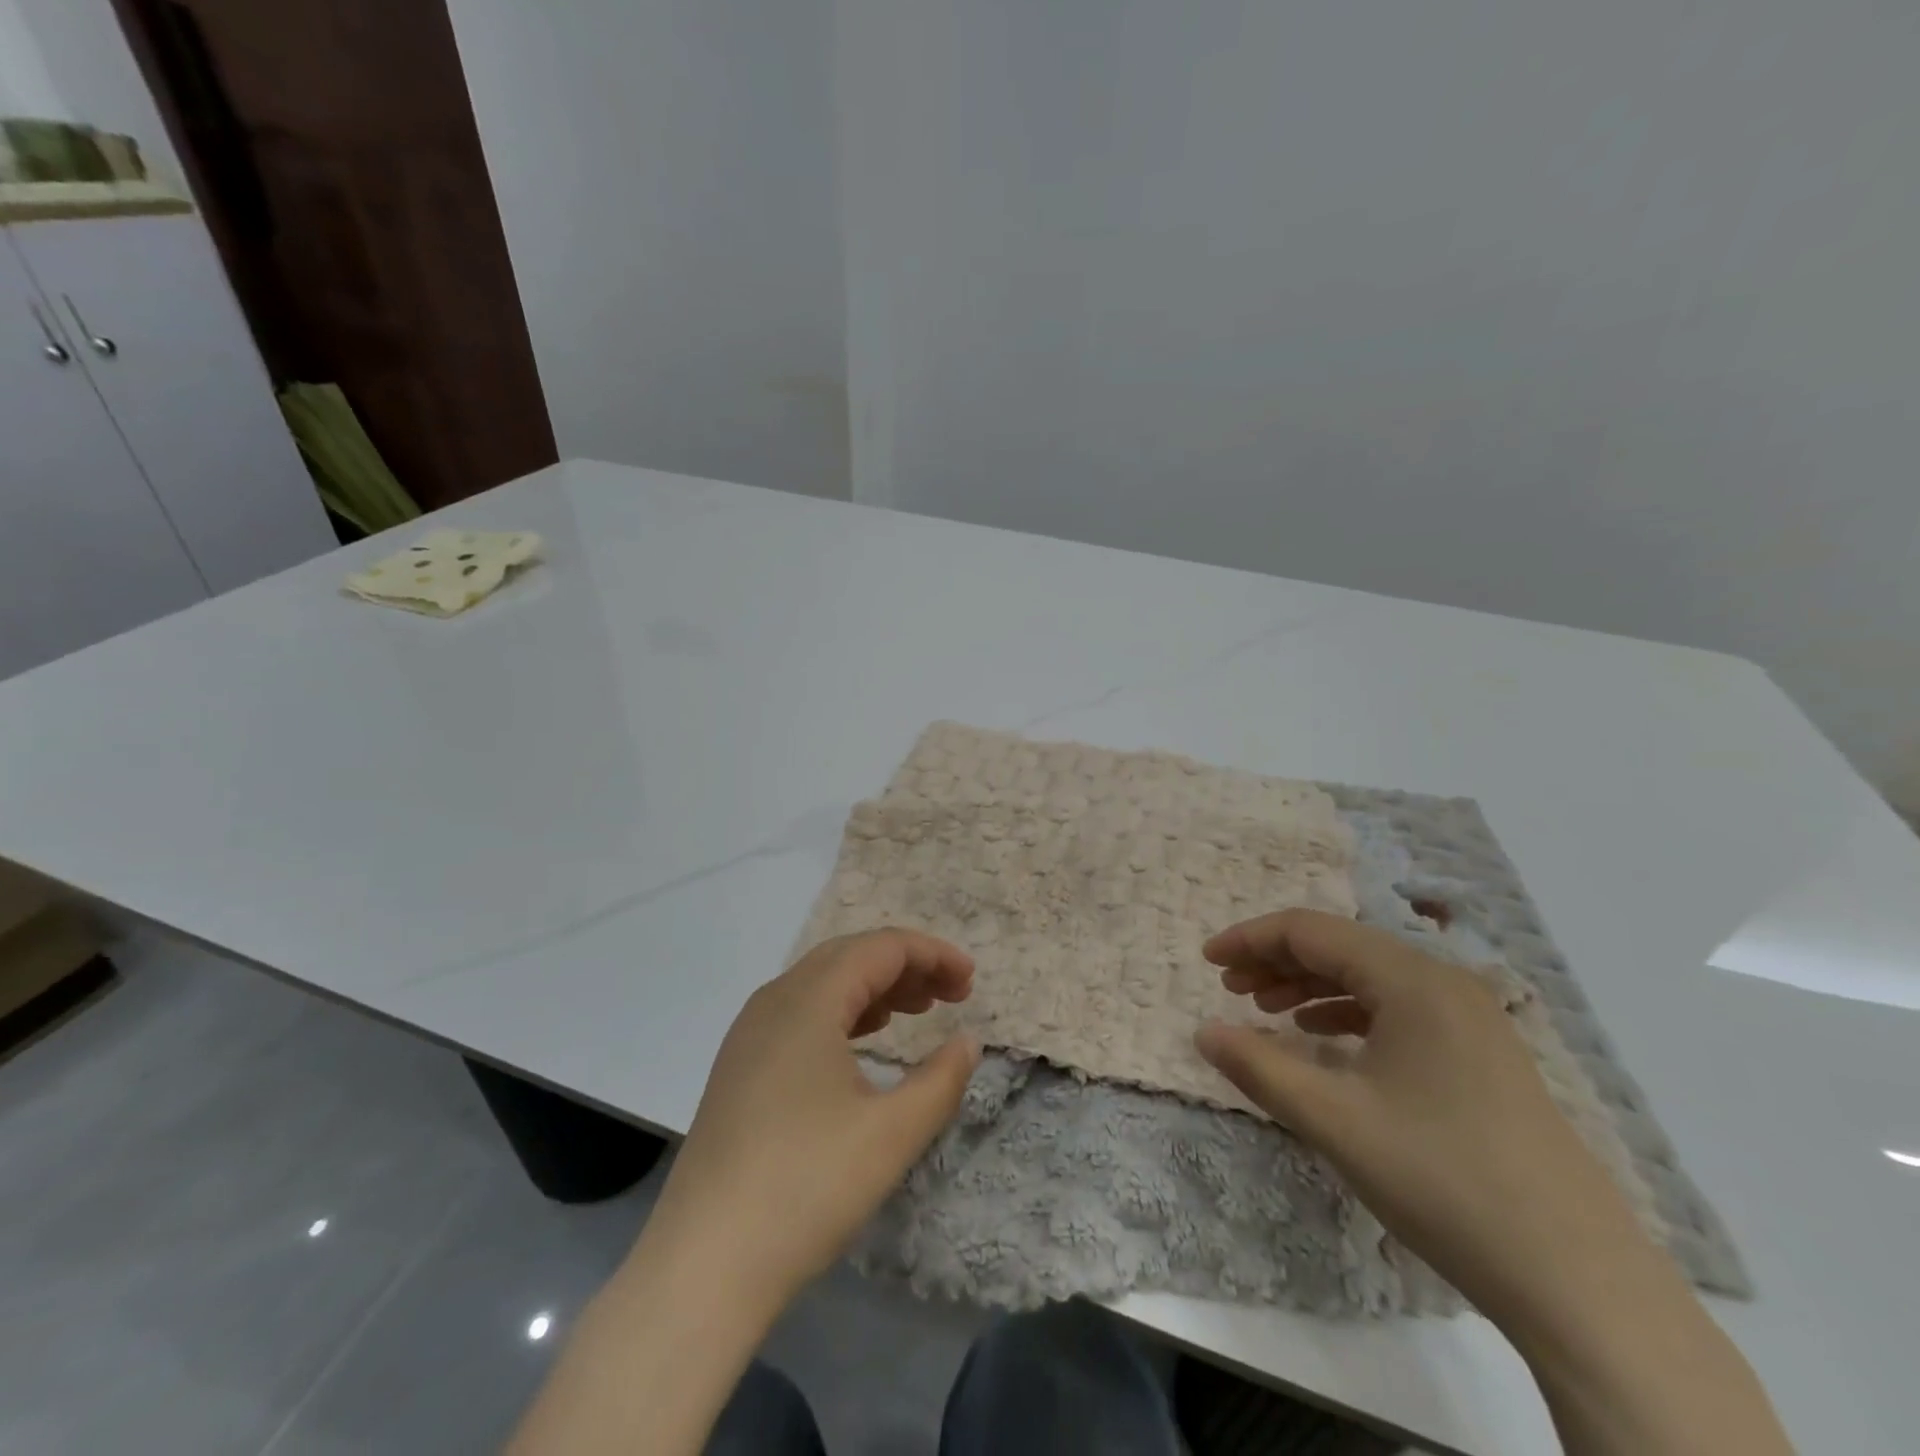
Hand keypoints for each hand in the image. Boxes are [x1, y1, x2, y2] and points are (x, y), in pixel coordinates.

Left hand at [648, 929, 979, 1306]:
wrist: (703, 1267)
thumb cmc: (807, 1188)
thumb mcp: (892, 1134)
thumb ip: (942, 1079)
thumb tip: (968, 1042)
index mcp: (808, 1000)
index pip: (880, 948)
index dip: (932, 954)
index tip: (970, 981)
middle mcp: (774, 1001)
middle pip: (850, 956)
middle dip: (906, 966)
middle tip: (952, 995)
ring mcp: (750, 1034)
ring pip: (823, 983)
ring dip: (875, 987)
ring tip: (918, 1011)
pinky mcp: (739, 1066)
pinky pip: (801, 1013)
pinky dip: (844, 1012)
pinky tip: (864, 1040)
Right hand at [1193, 909, 1649, 1328]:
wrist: (1580, 1282)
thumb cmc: (1442, 1180)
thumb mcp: (1334, 1121)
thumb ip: (1258, 1067)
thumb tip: (1204, 1032)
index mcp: (1412, 980)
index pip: (1312, 931)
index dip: (1251, 939)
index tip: (1206, 961)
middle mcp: (1444, 983)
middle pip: (1341, 948)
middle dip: (1277, 962)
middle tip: (1230, 990)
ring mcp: (1471, 1020)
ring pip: (1370, 979)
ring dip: (1310, 987)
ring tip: (1266, 1012)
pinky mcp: (1482, 1056)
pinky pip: (1398, 1011)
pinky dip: (1348, 1015)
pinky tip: (1324, 1041)